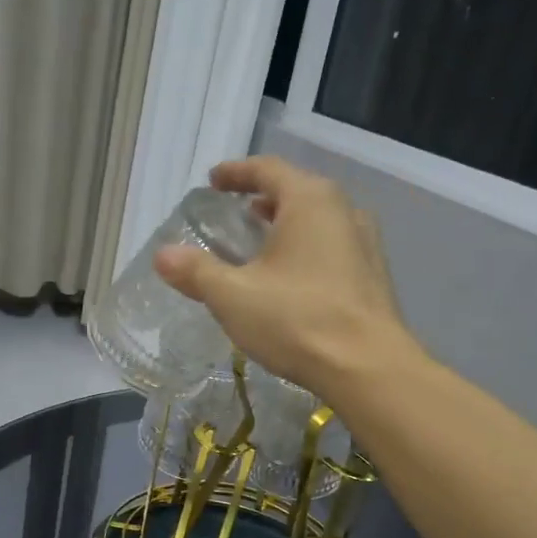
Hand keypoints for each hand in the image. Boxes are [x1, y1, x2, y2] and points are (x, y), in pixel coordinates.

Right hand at [154, 158, 414, 399]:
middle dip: (263, 197)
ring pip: (318, 219)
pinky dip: (305, 247)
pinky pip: (332, 245)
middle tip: (236, 210)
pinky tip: (291, 277)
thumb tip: (163, 255)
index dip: (236, 173)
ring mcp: (364, 242)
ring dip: (286, 223)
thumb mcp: (233, 296)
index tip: (213, 181)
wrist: (368, 368)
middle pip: (297, 190)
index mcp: (309, 201)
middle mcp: (343, 210)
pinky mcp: (373, 274)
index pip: (267, 170)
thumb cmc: (297, 320)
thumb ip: (196, 271)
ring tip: (261, 241)